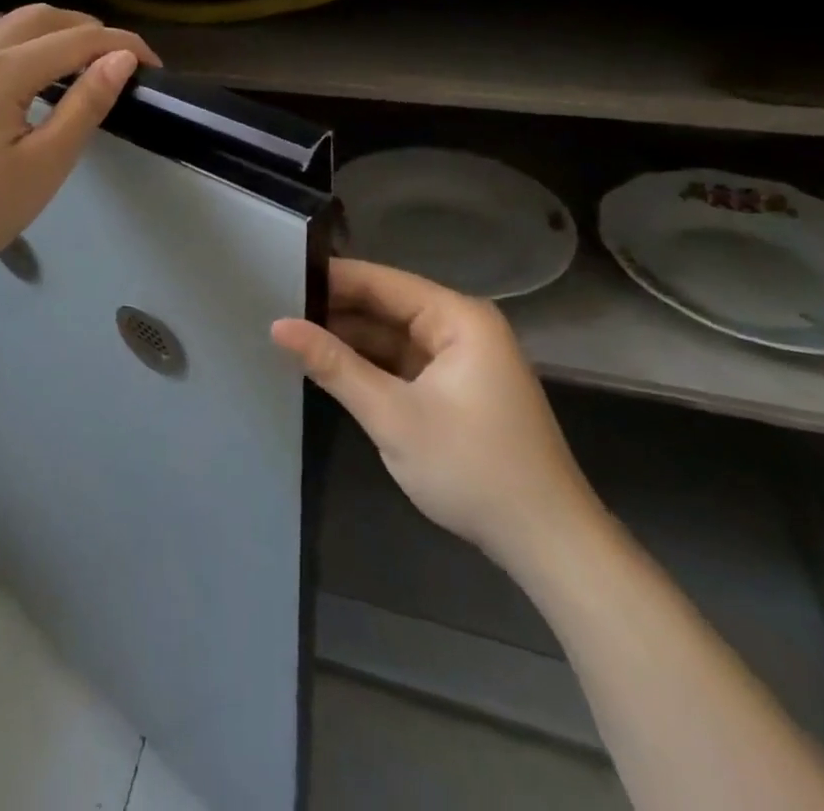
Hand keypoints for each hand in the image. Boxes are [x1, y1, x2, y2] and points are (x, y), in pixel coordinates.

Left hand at [0, 4, 159, 289]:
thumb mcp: (45, 162)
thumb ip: (85, 104)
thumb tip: (122, 59)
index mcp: (3, 70)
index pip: (77, 39)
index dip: (121, 46)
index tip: (154, 66)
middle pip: (43, 18)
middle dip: (90, 30)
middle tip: (122, 63)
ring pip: (13, 24)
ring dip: (55, 29)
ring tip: (83, 60)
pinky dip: (23, 39)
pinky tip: (30, 64)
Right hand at [272, 259, 603, 574]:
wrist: (549, 545)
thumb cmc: (473, 469)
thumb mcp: (392, 416)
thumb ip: (333, 365)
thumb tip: (277, 325)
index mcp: (457, 318)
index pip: (380, 281)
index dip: (328, 278)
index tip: (277, 277)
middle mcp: (461, 327)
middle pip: (385, 305)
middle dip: (334, 309)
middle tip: (274, 307)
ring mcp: (459, 358)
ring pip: (390, 334)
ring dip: (347, 338)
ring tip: (289, 332)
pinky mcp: (455, 388)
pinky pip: (402, 361)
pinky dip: (368, 364)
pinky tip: (327, 365)